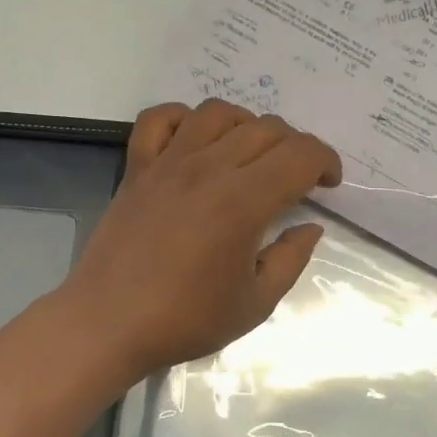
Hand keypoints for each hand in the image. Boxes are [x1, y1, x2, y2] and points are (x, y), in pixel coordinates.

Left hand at [59, 99, 341, 377]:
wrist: (108, 324)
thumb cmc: (185, 320)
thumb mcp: (255, 304)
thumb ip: (290, 260)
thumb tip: (310, 227)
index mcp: (244, 201)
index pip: (300, 154)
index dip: (326, 161)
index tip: (328, 184)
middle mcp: (208, 168)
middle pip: (265, 128)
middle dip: (294, 147)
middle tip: (295, 178)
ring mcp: (168, 163)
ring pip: (217, 112)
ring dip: (246, 124)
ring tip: (249, 154)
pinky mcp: (136, 168)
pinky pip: (158, 120)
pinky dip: (182, 118)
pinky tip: (194, 139)